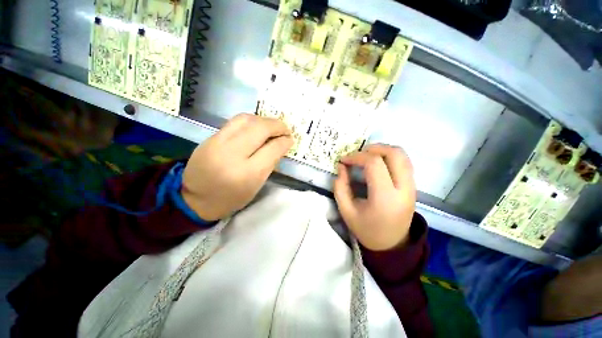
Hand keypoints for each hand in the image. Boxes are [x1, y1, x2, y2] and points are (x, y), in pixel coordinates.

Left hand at [182, 114, 292, 220]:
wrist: (195, 198)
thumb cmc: (231, 198)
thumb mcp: (256, 186)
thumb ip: (270, 164)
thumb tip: (281, 145)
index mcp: (247, 173)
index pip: (272, 149)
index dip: (285, 141)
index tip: (290, 139)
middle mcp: (233, 154)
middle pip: (260, 129)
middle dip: (277, 125)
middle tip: (285, 129)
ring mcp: (218, 142)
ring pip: (247, 119)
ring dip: (264, 120)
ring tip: (272, 126)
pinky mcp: (211, 137)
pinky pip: (235, 121)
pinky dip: (251, 121)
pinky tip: (256, 127)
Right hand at [334, 144, 415, 250]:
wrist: (392, 245)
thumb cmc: (366, 230)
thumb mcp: (346, 211)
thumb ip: (340, 187)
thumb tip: (341, 166)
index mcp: (385, 197)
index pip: (374, 164)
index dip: (357, 157)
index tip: (344, 160)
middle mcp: (403, 189)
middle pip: (394, 154)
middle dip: (373, 148)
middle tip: (357, 154)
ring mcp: (412, 187)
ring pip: (402, 155)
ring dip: (383, 150)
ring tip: (366, 156)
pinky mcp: (413, 186)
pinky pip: (404, 162)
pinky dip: (390, 157)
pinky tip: (377, 163)